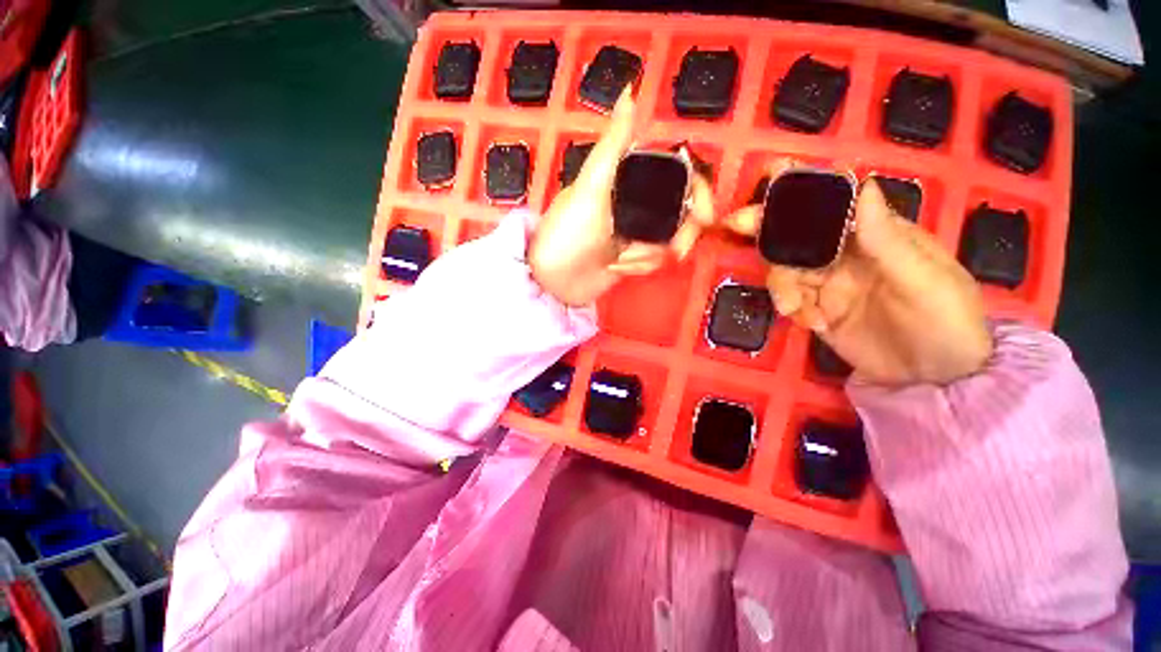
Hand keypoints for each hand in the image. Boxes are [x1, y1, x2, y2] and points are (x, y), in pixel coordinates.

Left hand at [529, 90, 714, 305]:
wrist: (553, 280)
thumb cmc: (568, 233)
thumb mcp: (589, 188)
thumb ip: (613, 145)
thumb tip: (631, 88)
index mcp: (630, 178)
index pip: (681, 175)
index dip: (700, 193)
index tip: (705, 217)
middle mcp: (639, 201)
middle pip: (684, 212)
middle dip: (678, 237)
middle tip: (669, 252)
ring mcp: (638, 231)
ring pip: (672, 240)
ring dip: (648, 256)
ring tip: (618, 260)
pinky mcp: (635, 257)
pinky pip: (656, 260)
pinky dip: (640, 267)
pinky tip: (615, 267)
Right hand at [724, 163, 992, 385]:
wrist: (937, 379)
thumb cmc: (946, 321)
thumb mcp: (924, 280)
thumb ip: (887, 238)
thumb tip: (864, 185)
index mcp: (876, 235)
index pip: (834, 203)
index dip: (802, 187)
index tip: (771, 175)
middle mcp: (846, 254)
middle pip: (797, 233)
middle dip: (767, 227)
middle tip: (736, 224)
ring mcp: (828, 283)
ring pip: (785, 269)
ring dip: (780, 285)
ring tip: (795, 309)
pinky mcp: (817, 309)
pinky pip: (790, 300)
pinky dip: (792, 309)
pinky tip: (812, 324)